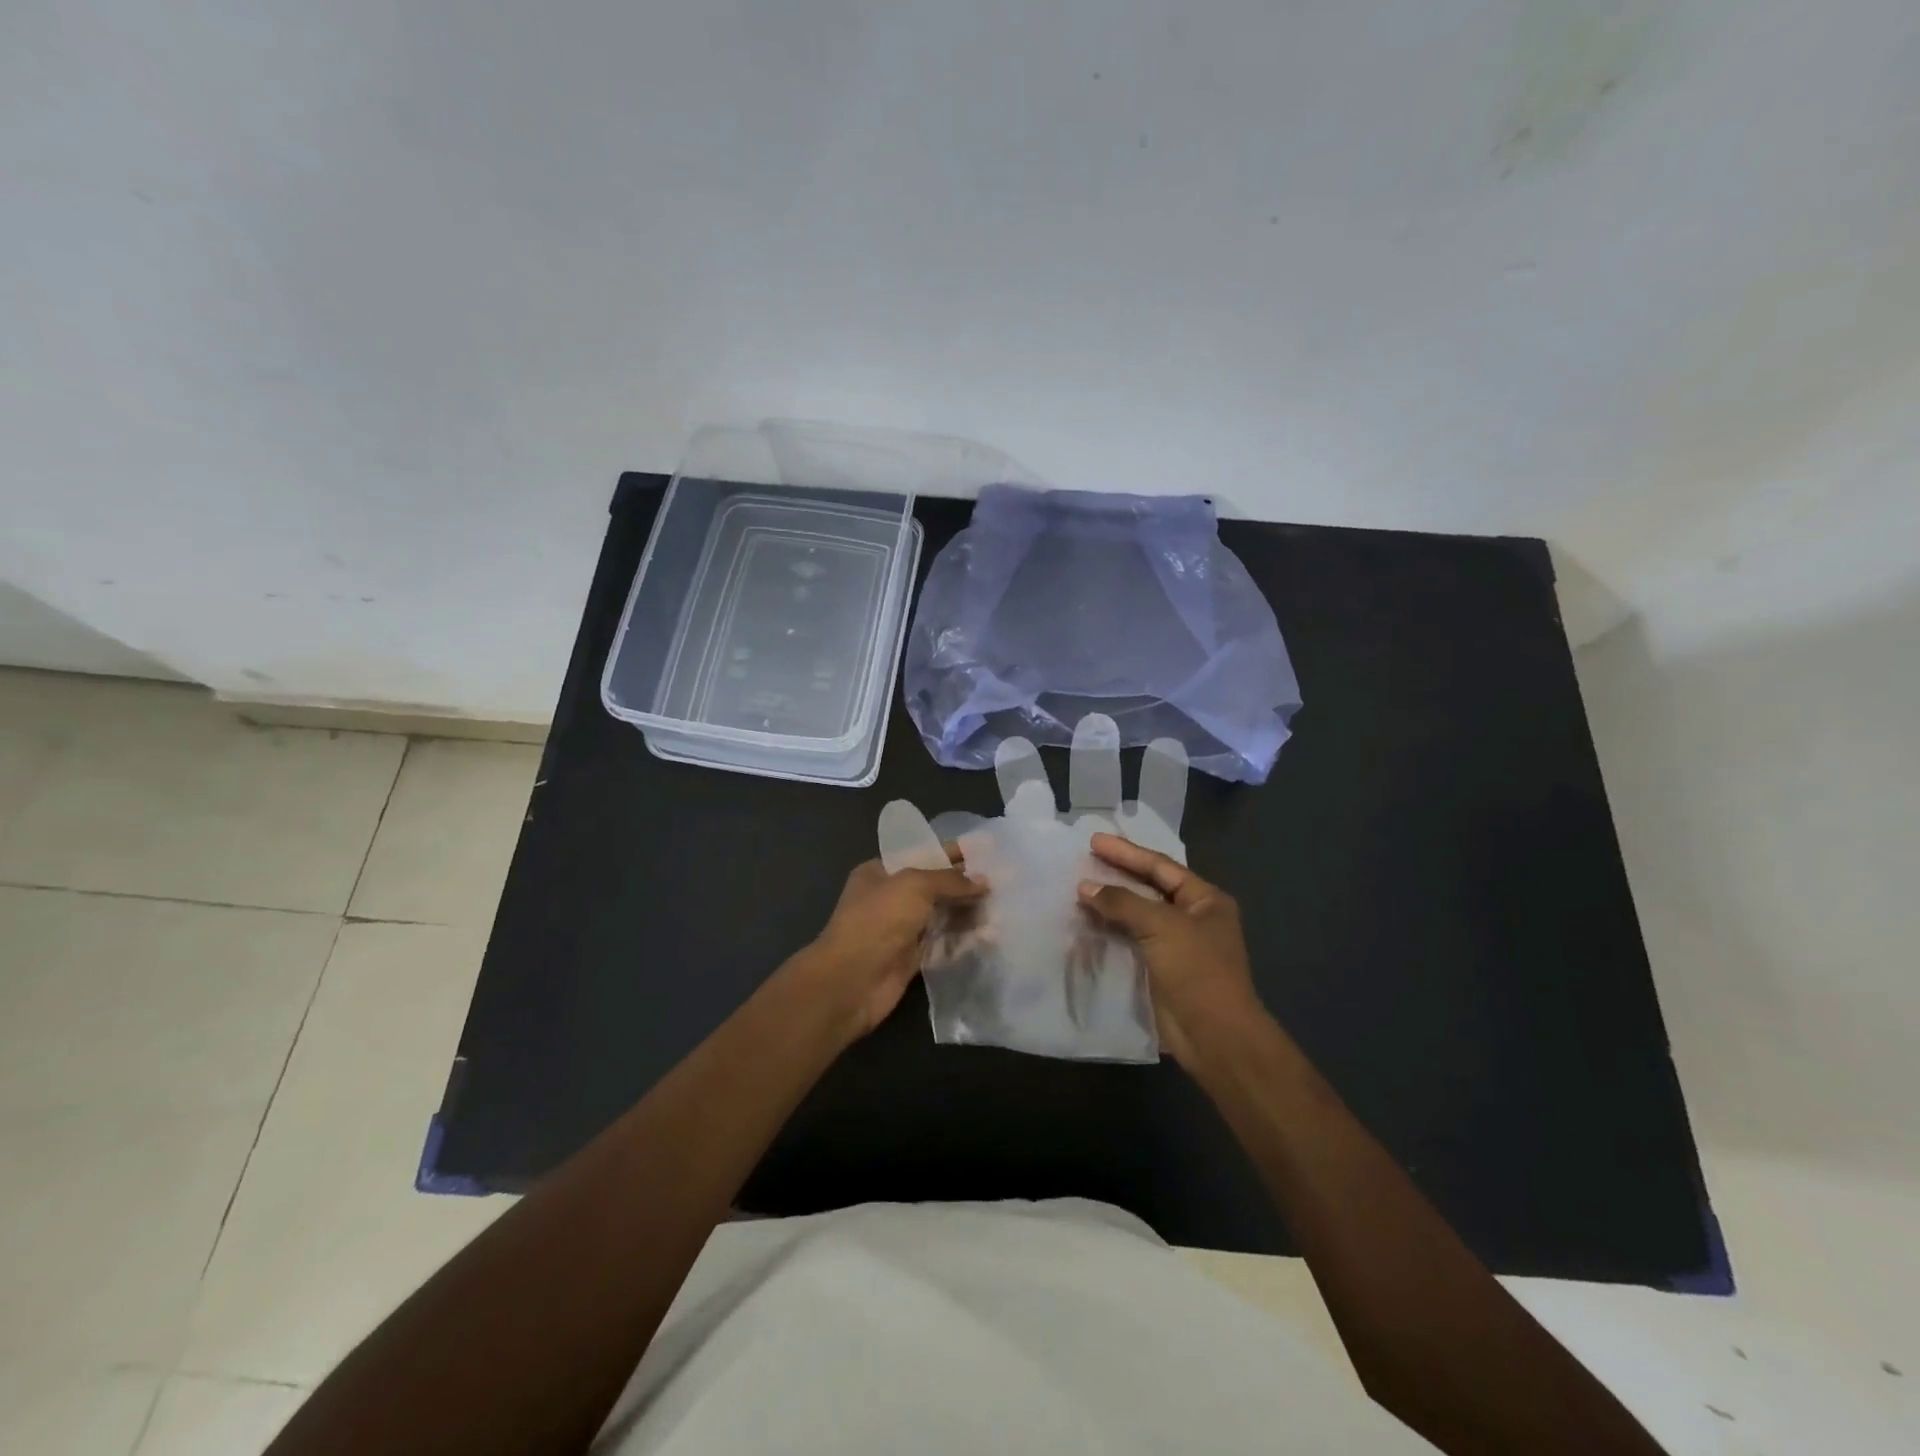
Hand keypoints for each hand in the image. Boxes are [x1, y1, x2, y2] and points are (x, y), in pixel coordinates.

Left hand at [797, 852, 984, 1041]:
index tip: (987, 851)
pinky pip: (943, 945)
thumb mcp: (914, 886)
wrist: (851, 981)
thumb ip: (950, 880)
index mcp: (881, 872)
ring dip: (969, 912)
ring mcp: (902, 930)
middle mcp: (891, 898)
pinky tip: (990, 936)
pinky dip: (964, 940)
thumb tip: (983, 881)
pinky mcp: (912, 959)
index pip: (924, 854)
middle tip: (1005, 881)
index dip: (954, 852)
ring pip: (942, 916)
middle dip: (967, 884)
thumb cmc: (878, 920)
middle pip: (936, 887)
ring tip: (1003, 908)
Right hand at [1078, 833, 1264, 1067]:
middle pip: (1149, 888)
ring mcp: (1177, 945)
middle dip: (1117, 875)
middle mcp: (1193, 918)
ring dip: (1110, 904)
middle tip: (1084, 860)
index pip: (1161, 867)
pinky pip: (1130, 940)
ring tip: (1078, 889)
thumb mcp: (1161, 926)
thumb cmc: (1197, 970)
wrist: (1215, 1035)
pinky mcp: (1160, 969)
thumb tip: (1085, 886)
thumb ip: (1122, 902)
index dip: (1127, 852)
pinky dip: (1109, 930)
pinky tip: (1086, 923)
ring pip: (1137, 915)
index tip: (1094, 841)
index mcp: (1205, 900)